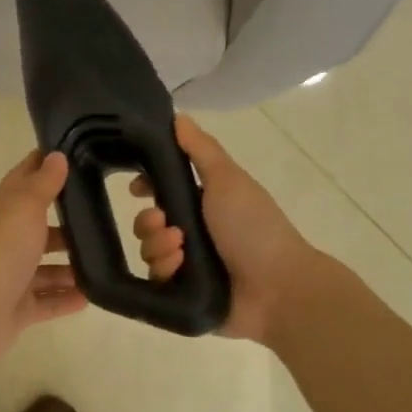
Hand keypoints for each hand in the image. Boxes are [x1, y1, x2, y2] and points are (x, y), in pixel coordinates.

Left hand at [0, 150, 86, 361]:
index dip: (43, 166)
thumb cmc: (1, 248)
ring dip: (69, 266)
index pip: (23, 180)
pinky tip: (92, 296)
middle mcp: (4, 241)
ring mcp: (10, 277)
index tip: (72, 155)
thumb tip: (56, 155)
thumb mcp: (25, 206)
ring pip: (44, 269)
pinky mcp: (17, 309)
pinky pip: (47, 302)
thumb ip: (43, 183)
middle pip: (37, 229)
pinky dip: (66, 299)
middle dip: (66, 226)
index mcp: (2, 211)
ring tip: (104, 262)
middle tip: (104, 219)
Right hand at [131, 115, 328, 345]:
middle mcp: (194, 233)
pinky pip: (155, 280)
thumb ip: (200, 149)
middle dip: (148, 221)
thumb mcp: (227, 180)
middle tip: (163, 222)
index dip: (146, 186)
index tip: (134, 188)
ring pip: (148, 251)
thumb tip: (177, 116)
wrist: (277, 288)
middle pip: (148, 222)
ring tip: (179, 249)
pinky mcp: (182, 295)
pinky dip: (165, 270)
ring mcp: (188, 266)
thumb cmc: (254, 227)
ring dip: (157, 246)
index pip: (163, 191)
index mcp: (204, 203)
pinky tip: (180, 268)